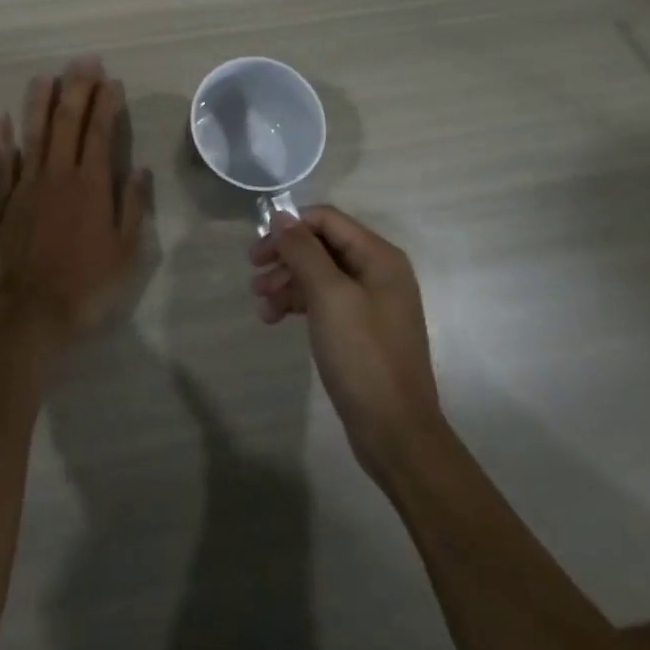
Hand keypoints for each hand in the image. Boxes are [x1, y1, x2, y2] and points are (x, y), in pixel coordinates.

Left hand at [0, 58, 150, 343]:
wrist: (25, 315)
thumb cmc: (84, 288)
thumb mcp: (125, 253)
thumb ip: (132, 207)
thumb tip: (140, 169)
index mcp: (91, 185)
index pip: (101, 132)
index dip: (106, 103)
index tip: (111, 80)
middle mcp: (58, 174)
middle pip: (67, 122)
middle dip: (77, 88)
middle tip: (84, 61)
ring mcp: (25, 186)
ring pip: (33, 133)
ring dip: (39, 102)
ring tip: (45, 76)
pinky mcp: (0, 203)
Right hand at [250, 206, 447, 479]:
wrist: (396, 433)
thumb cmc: (363, 356)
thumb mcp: (329, 296)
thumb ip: (303, 251)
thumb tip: (281, 216)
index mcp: (379, 257)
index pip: (327, 219)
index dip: (291, 226)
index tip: (259, 248)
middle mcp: (379, 272)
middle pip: (322, 246)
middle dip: (286, 256)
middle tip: (253, 274)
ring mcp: (372, 302)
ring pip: (320, 274)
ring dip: (287, 282)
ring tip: (261, 303)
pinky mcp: (362, 330)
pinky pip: (325, 301)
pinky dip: (299, 304)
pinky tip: (275, 318)